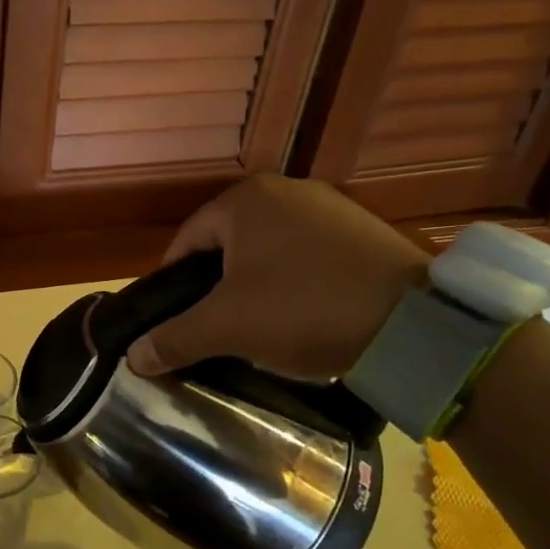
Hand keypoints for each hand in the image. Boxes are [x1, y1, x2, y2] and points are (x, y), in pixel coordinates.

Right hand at [127, 175, 428, 381]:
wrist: (417, 323)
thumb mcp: (228, 327)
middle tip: (216, 329)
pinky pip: (308, 256)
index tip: (175, 321)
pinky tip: (304, 316)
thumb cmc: (304, 309)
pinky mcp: (363, 230)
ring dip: (255, 286)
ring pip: (268, 251)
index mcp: (245, 200)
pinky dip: (295, 283)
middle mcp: (285, 191)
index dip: (173, 285)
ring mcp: (330, 207)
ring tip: (259, 328)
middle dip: (217, 287)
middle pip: (228, 245)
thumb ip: (175, 337)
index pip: (186, 242)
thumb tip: (133, 357)